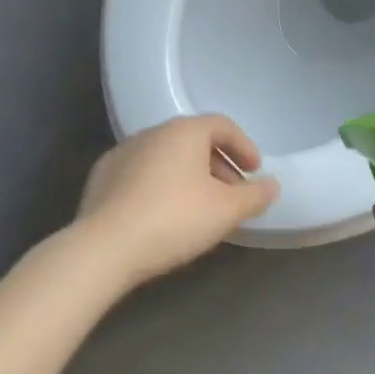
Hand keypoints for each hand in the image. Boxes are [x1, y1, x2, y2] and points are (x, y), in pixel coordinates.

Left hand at [75, 115, 279, 288]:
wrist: (104, 248)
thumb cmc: (174, 219)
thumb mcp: (225, 211)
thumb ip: (254, 195)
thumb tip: (272, 185)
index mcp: (184, 131)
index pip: (222, 125)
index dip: (244, 146)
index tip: (255, 171)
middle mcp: (153, 132)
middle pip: (194, 140)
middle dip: (218, 164)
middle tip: (232, 194)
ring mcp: (123, 152)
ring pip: (167, 157)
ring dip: (189, 175)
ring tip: (200, 207)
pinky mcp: (102, 177)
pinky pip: (142, 173)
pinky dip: (161, 185)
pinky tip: (163, 214)